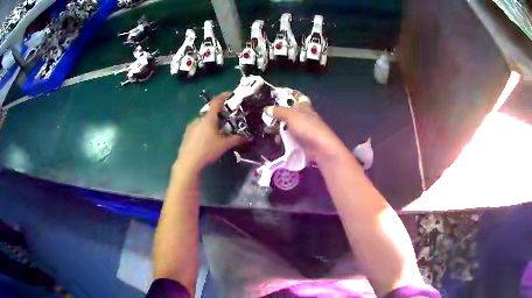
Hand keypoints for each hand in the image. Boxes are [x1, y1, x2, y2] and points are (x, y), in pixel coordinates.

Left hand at [174, 92, 244, 173]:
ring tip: (215, 134)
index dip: (223, 96)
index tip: (229, 95)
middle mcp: (199, 119)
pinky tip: (206, 141)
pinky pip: (197, 128)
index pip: (216, 102)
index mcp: (209, 119)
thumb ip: (236, 139)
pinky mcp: (186, 134)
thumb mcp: (224, 145)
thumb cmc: (207, 151)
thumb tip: (247, 137)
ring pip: (203, 121)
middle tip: (225, 122)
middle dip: (218, 115)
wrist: (188, 162)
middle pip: (210, 113)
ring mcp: (191, 126)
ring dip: (210, 124)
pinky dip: (203, 130)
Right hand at [264, 91, 347, 163]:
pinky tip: (277, 142)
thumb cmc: (307, 127)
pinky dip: (283, 140)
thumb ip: (278, 111)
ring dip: (278, 130)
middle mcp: (304, 117)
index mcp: (304, 107)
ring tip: (268, 132)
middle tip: (266, 120)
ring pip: (288, 127)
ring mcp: (303, 131)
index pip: (296, 99)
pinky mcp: (301, 142)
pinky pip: (289, 139)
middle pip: (288, 115)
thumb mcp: (291, 115)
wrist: (320, 148)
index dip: (287, 98)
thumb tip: (266, 108)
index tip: (274, 100)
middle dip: (278, 117)